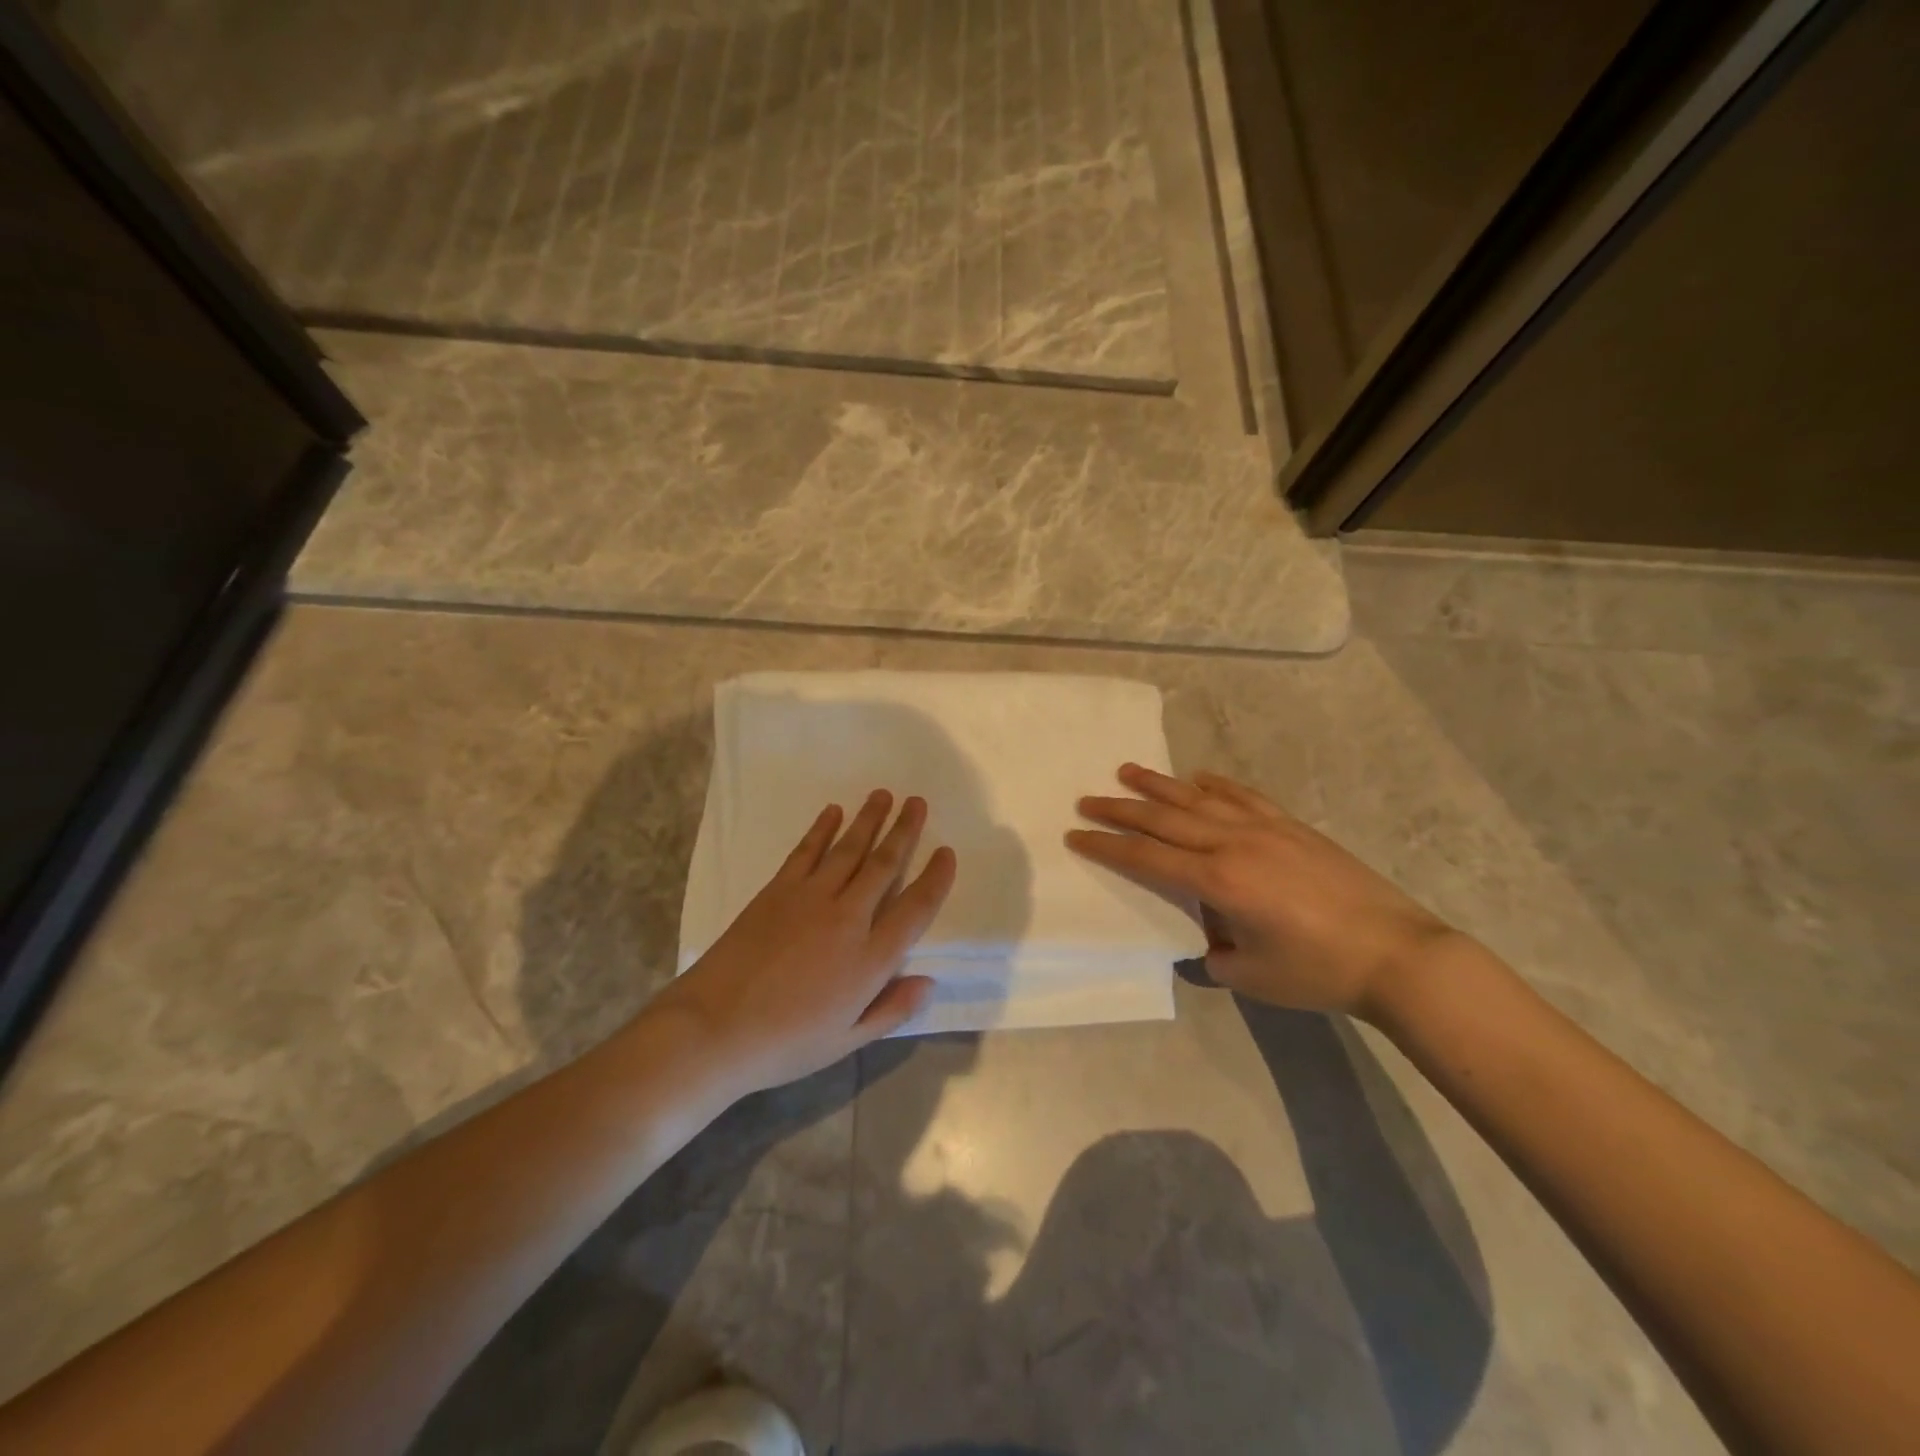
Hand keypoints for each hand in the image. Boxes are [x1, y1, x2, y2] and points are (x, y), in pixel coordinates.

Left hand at [649, 790, 955, 1098]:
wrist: (714, 1029)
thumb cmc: (785, 1043)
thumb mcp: (847, 1041)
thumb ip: (892, 1010)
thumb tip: (929, 982)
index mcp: (871, 958)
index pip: (916, 908)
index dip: (935, 878)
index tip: (947, 852)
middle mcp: (848, 918)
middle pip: (884, 865)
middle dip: (905, 831)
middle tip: (918, 802)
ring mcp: (810, 898)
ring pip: (849, 849)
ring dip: (869, 819)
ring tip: (884, 794)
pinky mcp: (777, 890)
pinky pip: (807, 851)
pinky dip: (822, 829)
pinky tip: (833, 811)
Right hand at [1068, 764, 1454, 1018]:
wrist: (1397, 954)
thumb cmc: (1317, 971)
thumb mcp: (1249, 976)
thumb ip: (1212, 953)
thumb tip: (1204, 937)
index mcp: (1218, 881)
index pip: (1147, 857)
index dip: (1108, 846)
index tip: (1076, 834)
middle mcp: (1234, 843)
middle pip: (1164, 819)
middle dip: (1121, 809)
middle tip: (1087, 798)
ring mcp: (1265, 828)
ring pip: (1199, 798)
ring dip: (1159, 785)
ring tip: (1127, 771)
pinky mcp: (1291, 825)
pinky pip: (1243, 795)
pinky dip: (1216, 784)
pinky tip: (1199, 777)